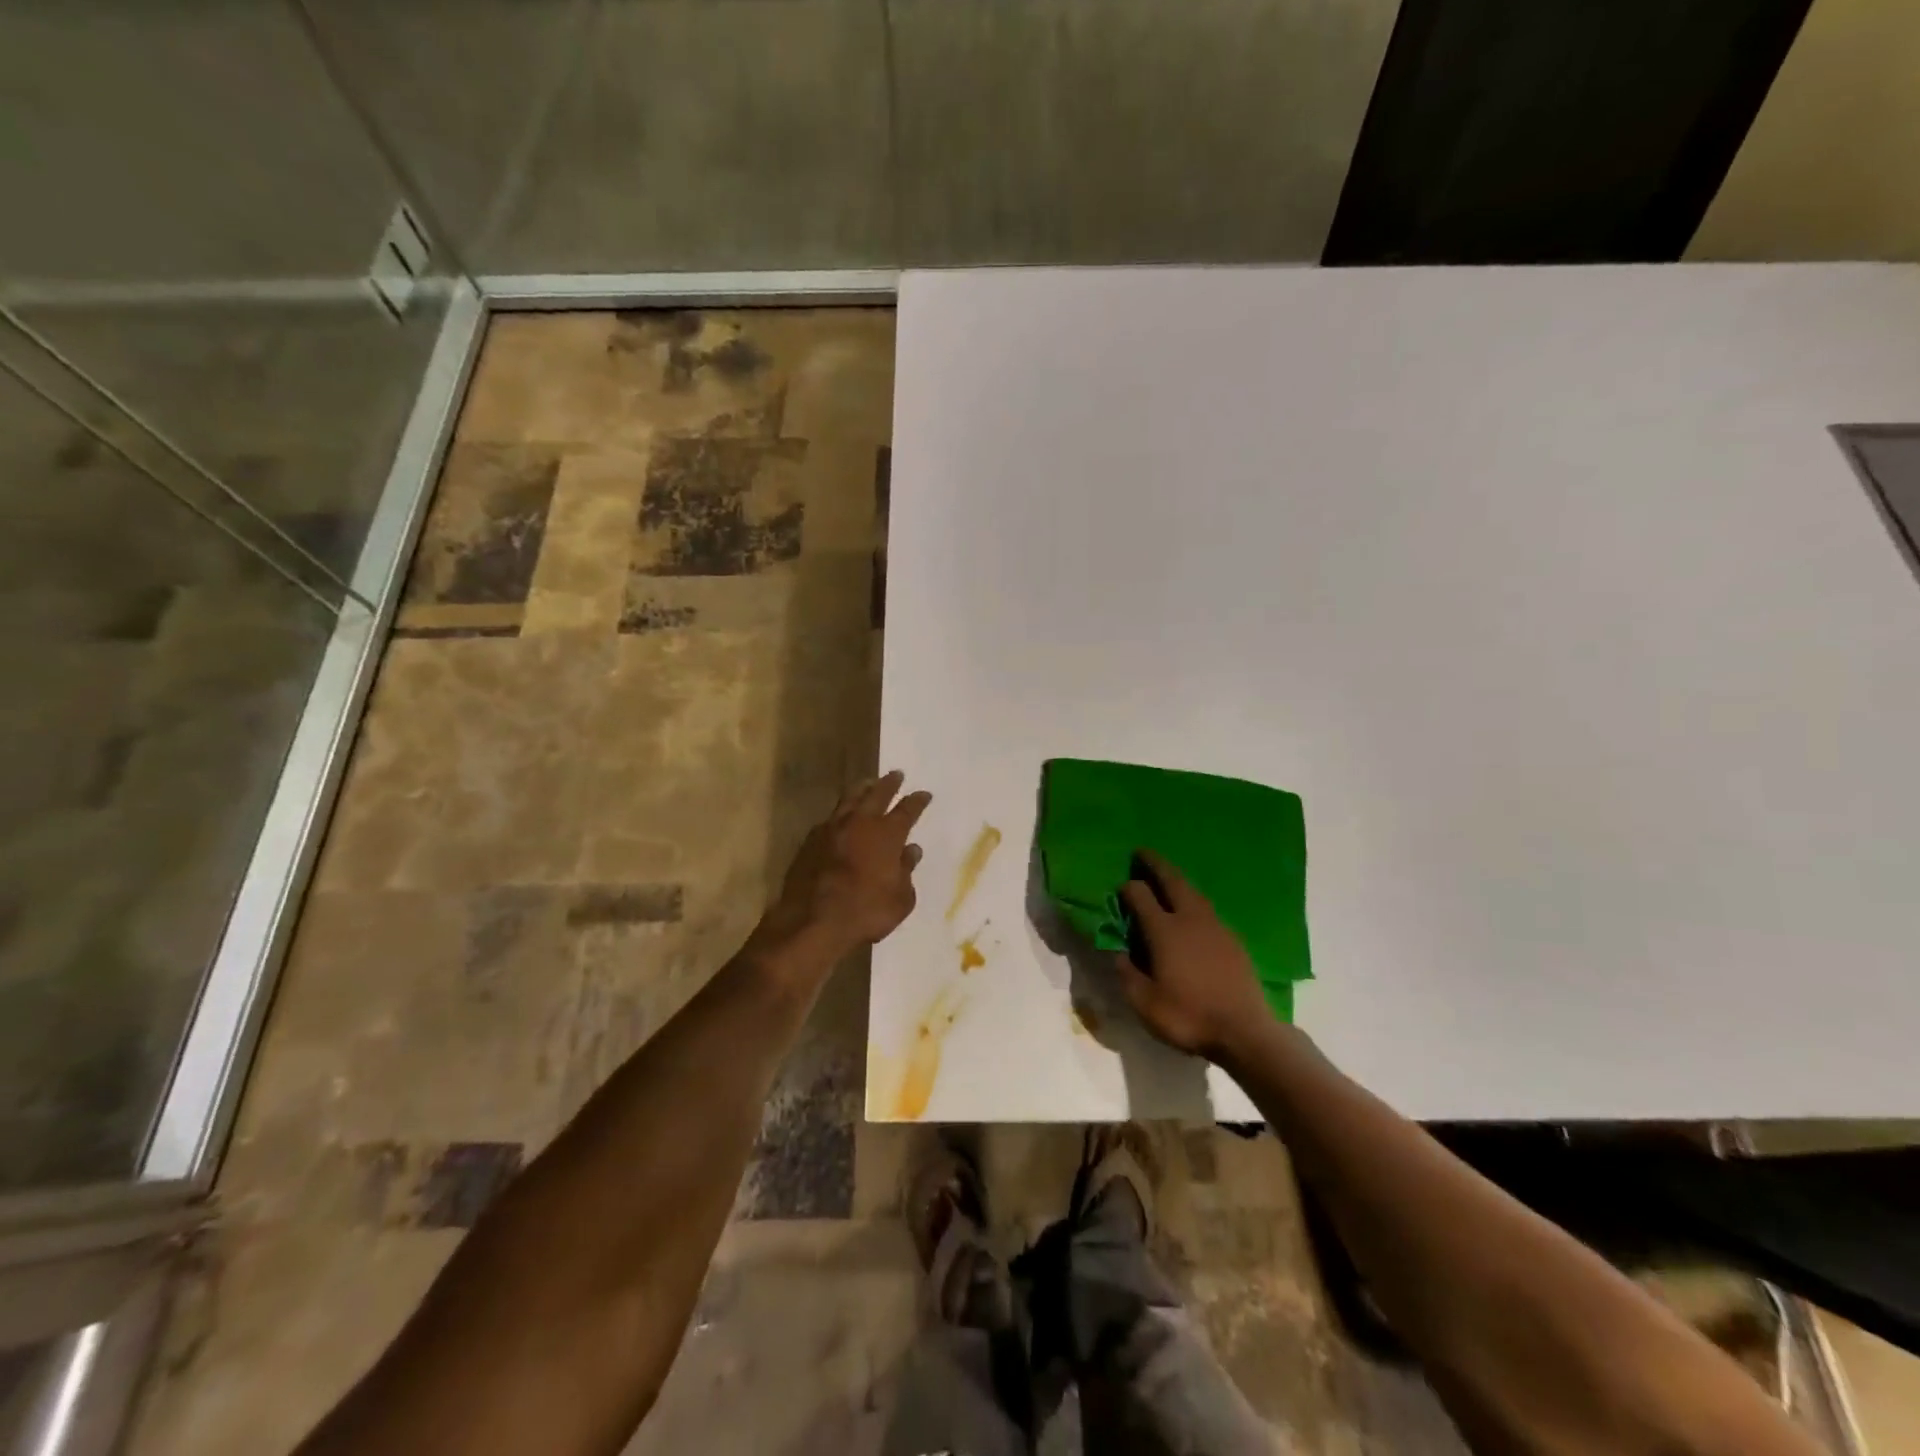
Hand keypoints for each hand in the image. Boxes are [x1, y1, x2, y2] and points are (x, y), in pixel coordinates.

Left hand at [754, 771, 932, 960]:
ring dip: (861, 790)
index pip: (907, 810)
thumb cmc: (866, 912)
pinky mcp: (810, 841)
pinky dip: (840, 814)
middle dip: (888, 784)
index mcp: (887, 835)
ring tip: (867, 784)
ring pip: (849, 800)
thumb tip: (911, 851)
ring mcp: (831, 829)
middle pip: (877, 794)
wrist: (813, 921)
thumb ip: (907, 871)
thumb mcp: (901, 899)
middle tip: (896, 774)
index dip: (917, 801)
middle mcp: (860, 823)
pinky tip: (840, 817)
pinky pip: (830, 819)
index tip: (924, 794)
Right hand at [1113, 850, 1272, 1062]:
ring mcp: (1216, 927)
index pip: (1140, 896)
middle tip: (1142, 853)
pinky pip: (1208, 910)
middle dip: (1155, 865)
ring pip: (1194, 893)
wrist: (1245, 1033)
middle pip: (1172, 882)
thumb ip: (1127, 974)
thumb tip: (1118, 953)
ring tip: (1168, 877)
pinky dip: (1195, 901)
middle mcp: (1189, 919)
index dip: (1127, 888)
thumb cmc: (1189, 1017)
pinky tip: (1193, 912)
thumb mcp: (1144, 1003)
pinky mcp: (1233, 940)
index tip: (1119, 887)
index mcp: (1164, 930)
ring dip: (1178, 880)